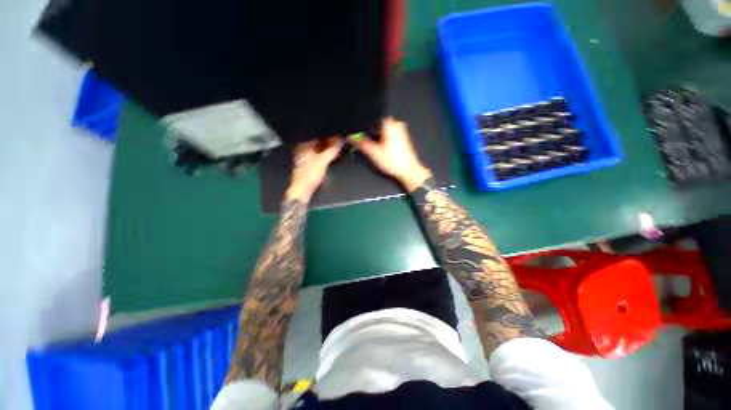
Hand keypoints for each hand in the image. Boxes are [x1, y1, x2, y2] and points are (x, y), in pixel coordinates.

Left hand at [286, 137, 342, 201]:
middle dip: (331, 144)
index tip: (341, 138)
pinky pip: (320, 157)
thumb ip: (333, 149)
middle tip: (342, 145)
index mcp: (304, 146)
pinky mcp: (309, 165)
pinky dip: (326, 157)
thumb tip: (342, 140)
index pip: (319, 137)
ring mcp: (306, 158)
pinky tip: (333, 158)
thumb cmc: (310, 175)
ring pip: (320, 151)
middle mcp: (304, 150)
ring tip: (339, 151)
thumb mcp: (323, 161)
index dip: (331, 137)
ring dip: (329, 151)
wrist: (302, 191)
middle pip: (320, 144)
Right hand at [348, 118, 431, 191]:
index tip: (354, 130)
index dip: (362, 124)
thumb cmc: (392, 161)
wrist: (408, 171)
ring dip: (374, 134)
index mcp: (390, 123)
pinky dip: (381, 137)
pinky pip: (387, 132)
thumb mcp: (374, 153)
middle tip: (359, 137)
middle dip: (368, 130)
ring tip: (368, 141)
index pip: (372, 117)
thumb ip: (361, 143)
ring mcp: (400, 129)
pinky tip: (377, 145)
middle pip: (376, 123)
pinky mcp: (401, 136)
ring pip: (382, 128)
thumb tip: (349, 137)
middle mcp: (396, 123)